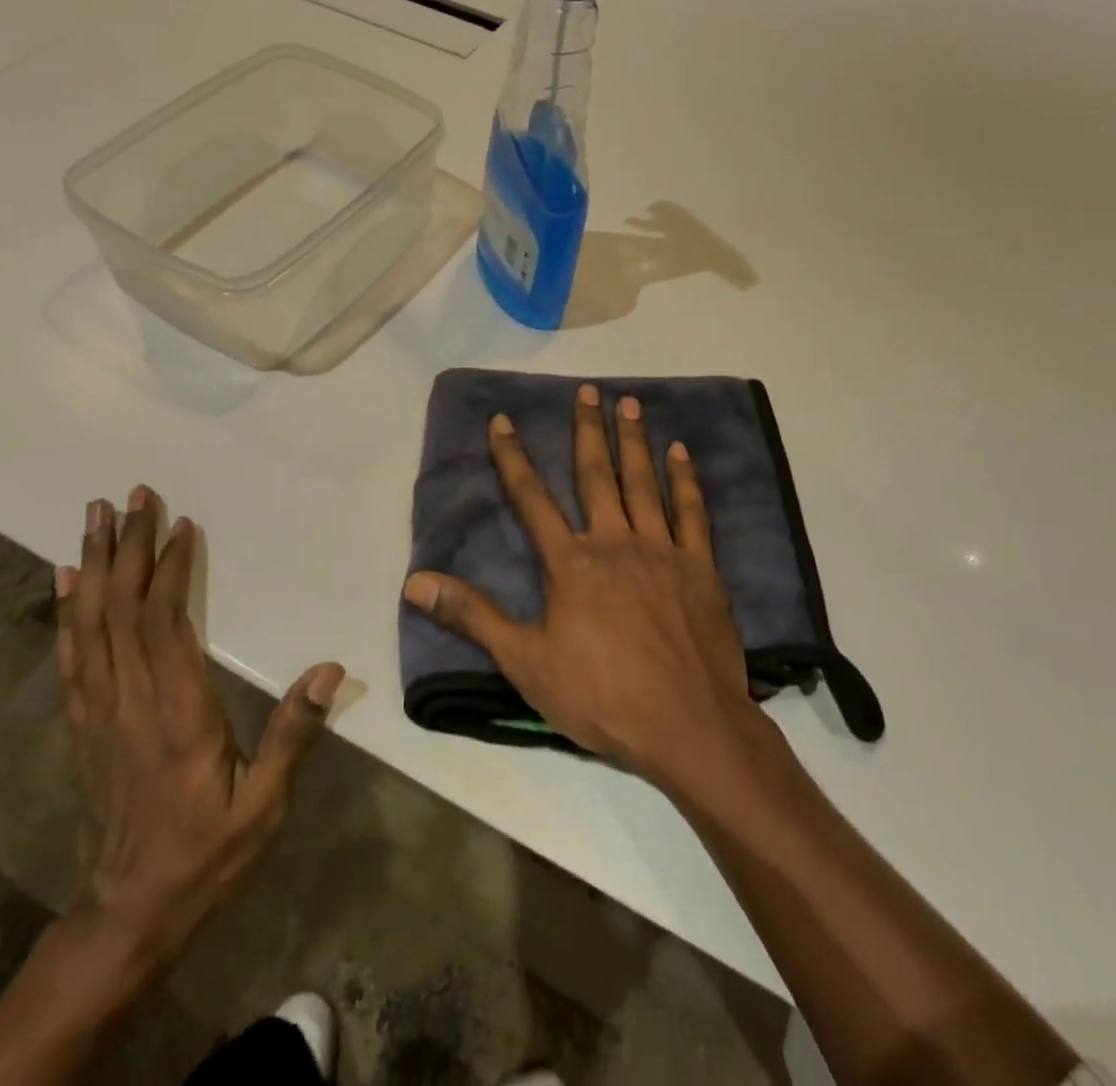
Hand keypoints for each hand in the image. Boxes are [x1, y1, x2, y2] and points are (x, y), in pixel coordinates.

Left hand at [56, 487, 344, 975]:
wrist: (127, 916)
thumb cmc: (205, 855)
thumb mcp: (263, 806)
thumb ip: (293, 734)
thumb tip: (329, 670)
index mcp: (176, 714)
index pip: (166, 625)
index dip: (171, 570)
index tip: (181, 524)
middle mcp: (129, 703)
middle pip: (121, 611)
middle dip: (128, 548)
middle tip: (131, 496)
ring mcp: (98, 713)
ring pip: (89, 625)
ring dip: (93, 566)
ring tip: (95, 518)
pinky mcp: (83, 725)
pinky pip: (71, 657)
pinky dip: (66, 612)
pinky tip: (66, 581)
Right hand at [403, 385, 757, 787]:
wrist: (687, 725)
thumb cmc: (601, 697)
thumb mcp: (524, 662)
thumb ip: (472, 616)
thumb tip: (415, 582)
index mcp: (570, 563)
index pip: (532, 499)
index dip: (513, 458)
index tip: (504, 420)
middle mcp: (614, 542)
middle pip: (596, 475)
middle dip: (588, 429)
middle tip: (588, 389)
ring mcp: (661, 551)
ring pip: (644, 482)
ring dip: (634, 440)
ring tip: (629, 402)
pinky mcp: (700, 567)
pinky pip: (692, 513)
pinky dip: (686, 480)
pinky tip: (681, 452)